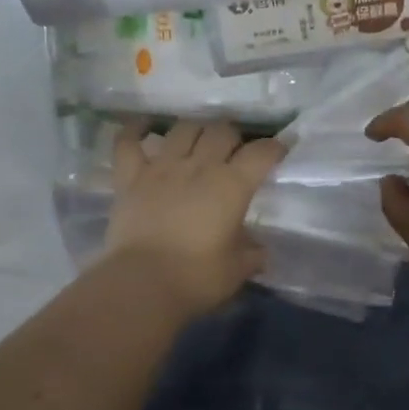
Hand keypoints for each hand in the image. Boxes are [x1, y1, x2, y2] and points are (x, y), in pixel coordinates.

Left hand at [105, 119, 285, 317]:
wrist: (143, 284)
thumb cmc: (197, 278)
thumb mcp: (237, 270)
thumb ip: (252, 254)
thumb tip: (259, 251)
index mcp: (232, 185)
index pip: (261, 153)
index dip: (275, 147)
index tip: (280, 150)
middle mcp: (199, 166)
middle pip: (222, 130)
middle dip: (234, 136)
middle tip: (235, 151)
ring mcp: (161, 167)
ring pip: (183, 128)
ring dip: (196, 129)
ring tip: (199, 140)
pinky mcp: (130, 177)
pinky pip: (128, 141)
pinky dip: (135, 129)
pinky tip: (143, 126)